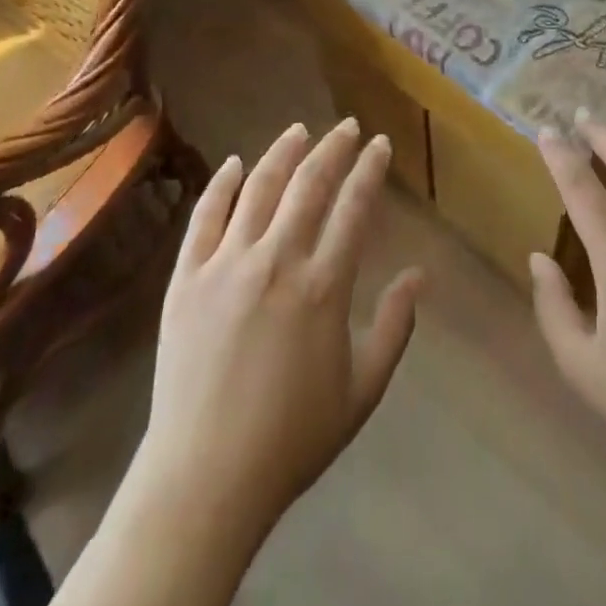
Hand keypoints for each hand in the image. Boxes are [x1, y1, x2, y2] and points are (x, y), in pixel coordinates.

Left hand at [131, 120, 423, 537]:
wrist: (205, 478)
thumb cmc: (292, 438)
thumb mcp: (362, 390)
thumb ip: (395, 327)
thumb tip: (419, 275)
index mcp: (323, 286)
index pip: (354, 208)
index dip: (369, 170)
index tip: (380, 144)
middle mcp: (276, 261)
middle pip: (309, 185)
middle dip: (333, 149)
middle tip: (346, 127)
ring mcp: (225, 265)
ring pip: (258, 189)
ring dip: (282, 153)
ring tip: (299, 130)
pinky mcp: (186, 279)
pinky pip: (205, 218)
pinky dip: (221, 185)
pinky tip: (234, 164)